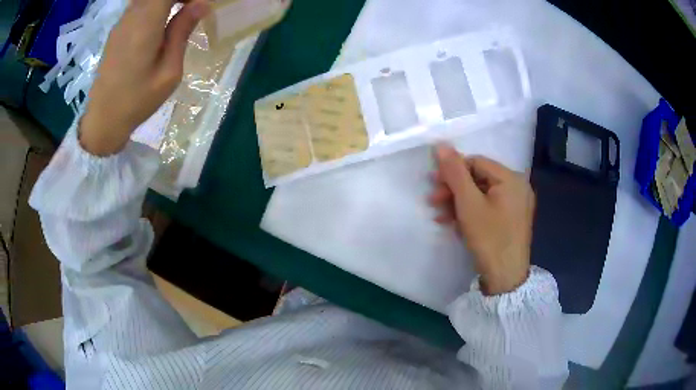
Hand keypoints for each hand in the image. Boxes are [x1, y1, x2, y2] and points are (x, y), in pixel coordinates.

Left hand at [80, 0, 209, 155]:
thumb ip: (182, 33)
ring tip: (180, 14)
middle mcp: (131, 17)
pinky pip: (139, 6)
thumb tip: (201, 5)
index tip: (199, 4)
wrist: (103, 120)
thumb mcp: (169, 72)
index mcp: (145, 25)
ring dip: (166, 1)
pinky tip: (161, 22)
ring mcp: (122, 23)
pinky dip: (154, 6)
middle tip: (192, 9)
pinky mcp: (117, 30)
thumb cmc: (137, 101)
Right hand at [429, 144, 533, 294]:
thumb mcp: (468, 203)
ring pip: (482, 195)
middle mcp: (517, 187)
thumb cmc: (489, 238)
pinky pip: (488, 207)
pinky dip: (471, 213)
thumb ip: (454, 172)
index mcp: (511, 178)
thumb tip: (441, 144)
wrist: (505, 278)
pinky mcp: (511, 219)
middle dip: (454, 190)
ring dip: (458, 203)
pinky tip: (454, 224)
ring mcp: (516, 204)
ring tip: (439, 216)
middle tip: (432, 201)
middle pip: (479, 179)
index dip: (453, 171)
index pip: (476, 162)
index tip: (432, 184)